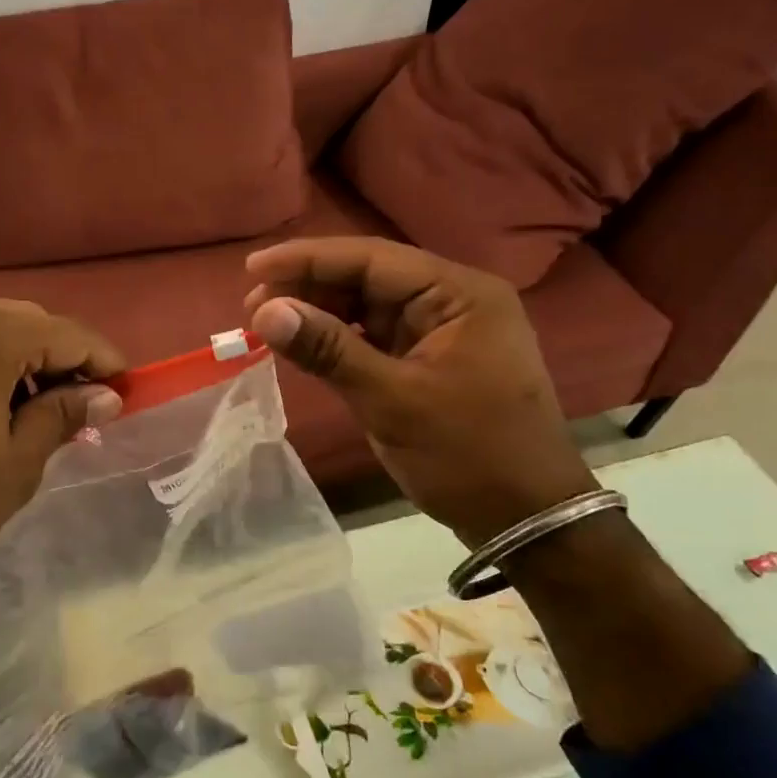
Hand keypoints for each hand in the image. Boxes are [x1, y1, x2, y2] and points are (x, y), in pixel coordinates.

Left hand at [0, 298, 124, 625]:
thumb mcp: (16, 465)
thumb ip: (63, 417)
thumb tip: (106, 395)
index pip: (67, 333)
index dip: (104, 361)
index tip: (128, 392)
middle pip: (28, 324)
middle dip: (63, 361)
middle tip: (84, 410)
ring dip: (23, 364)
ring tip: (38, 415)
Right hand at [243, 237, 595, 545]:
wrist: (525, 518)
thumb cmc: (467, 454)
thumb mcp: (392, 400)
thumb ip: (328, 349)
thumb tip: (264, 311)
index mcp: (460, 294)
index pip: (373, 259)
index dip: (309, 259)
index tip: (253, 269)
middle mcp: (453, 301)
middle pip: (369, 278)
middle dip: (310, 287)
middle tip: (252, 305)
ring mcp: (442, 331)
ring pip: (367, 306)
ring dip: (320, 312)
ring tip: (268, 323)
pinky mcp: (430, 360)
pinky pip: (374, 337)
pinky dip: (338, 339)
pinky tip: (304, 344)